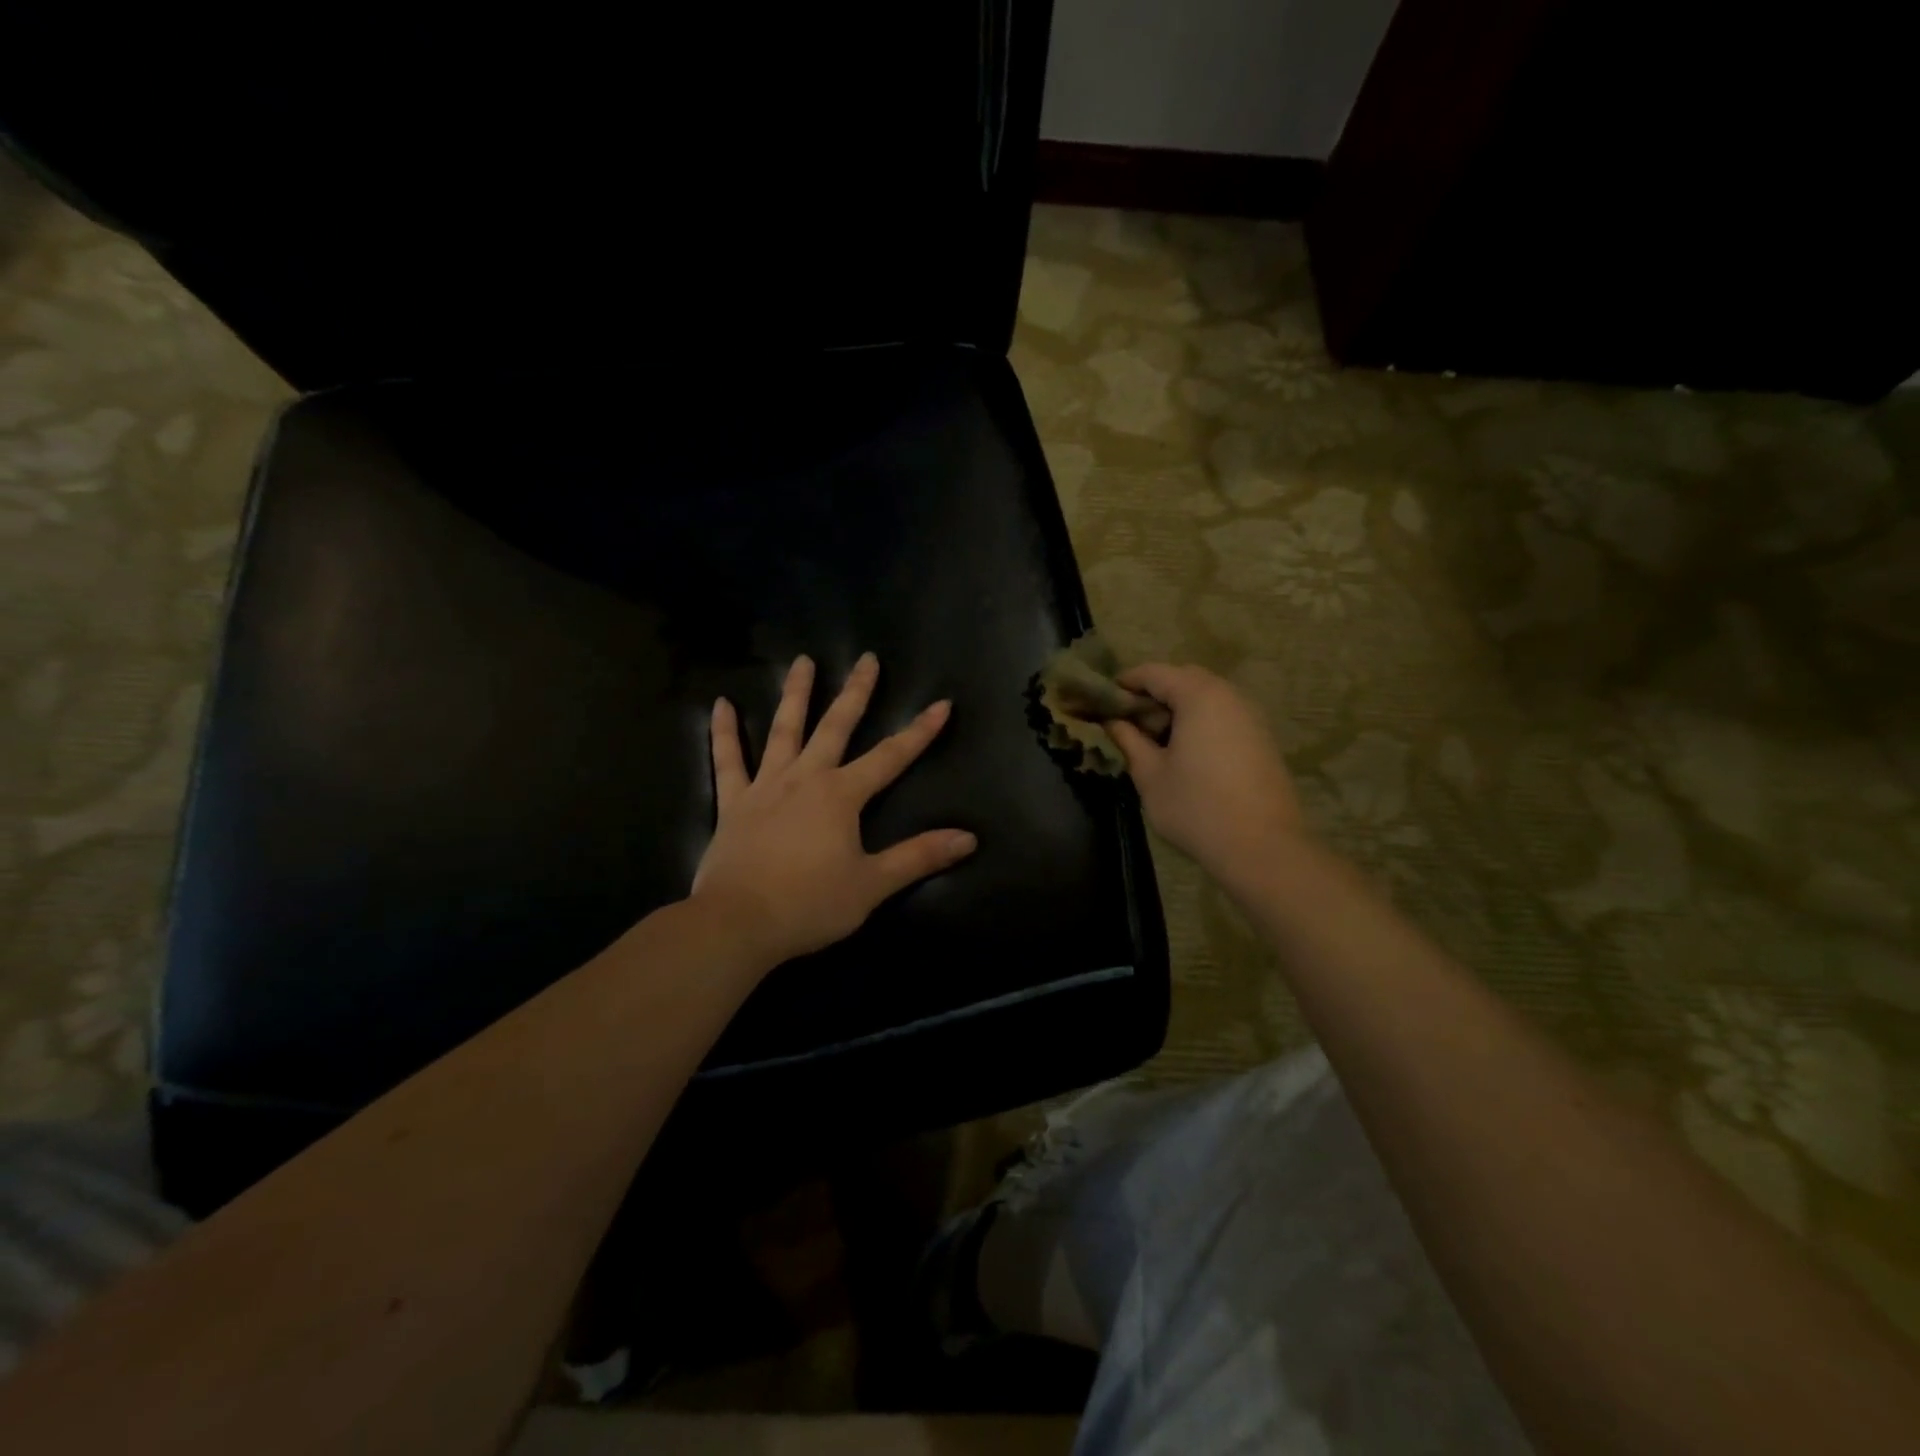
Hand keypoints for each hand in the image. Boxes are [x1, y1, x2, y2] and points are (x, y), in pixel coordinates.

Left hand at [691, 653, 976, 967]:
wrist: (738, 924)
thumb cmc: (810, 905)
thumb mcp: (872, 884)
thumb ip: (918, 857)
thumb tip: (968, 838)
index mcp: (842, 795)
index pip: (891, 757)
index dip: (919, 731)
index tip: (942, 704)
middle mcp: (806, 778)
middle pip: (836, 726)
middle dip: (856, 692)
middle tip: (867, 658)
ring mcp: (766, 786)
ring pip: (783, 730)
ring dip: (795, 694)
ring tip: (802, 660)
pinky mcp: (733, 803)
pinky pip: (728, 760)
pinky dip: (724, 732)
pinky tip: (721, 704)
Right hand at [1107, 663, 1305, 884]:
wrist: (1262, 847)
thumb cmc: (1196, 807)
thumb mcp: (1149, 774)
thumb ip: (1128, 740)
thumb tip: (1110, 721)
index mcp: (1198, 696)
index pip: (1154, 672)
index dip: (1124, 682)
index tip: (1101, 700)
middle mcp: (1229, 696)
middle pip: (1183, 679)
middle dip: (1152, 694)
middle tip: (1128, 722)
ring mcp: (1251, 716)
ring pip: (1206, 697)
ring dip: (1177, 709)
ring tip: (1154, 741)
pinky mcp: (1261, 739)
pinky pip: (1223, 716)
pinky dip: (1199, 723)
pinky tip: (1185, 754)